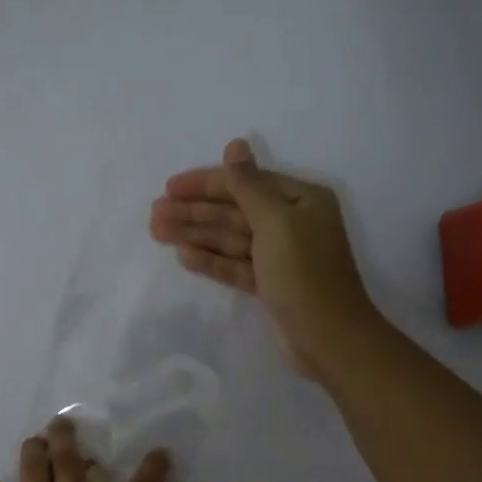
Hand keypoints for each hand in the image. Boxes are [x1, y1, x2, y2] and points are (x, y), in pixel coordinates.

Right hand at [150, 138, 380, 380]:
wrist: (328, 337)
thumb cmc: (304, 274)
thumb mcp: (276, 222)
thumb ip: (248, 186)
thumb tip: (235, 144)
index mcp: (300, 200)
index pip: (245, 183)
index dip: (205, 184)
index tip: (169, 188)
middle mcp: (291, 222)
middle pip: (234, 211)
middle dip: (194, 212)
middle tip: (154, 215)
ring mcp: (279, 256)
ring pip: (230, 239)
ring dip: (195, 235)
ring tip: (158, 233)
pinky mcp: (269, 284)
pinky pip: (235, 265)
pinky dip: (212, 261)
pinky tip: (184, 257)